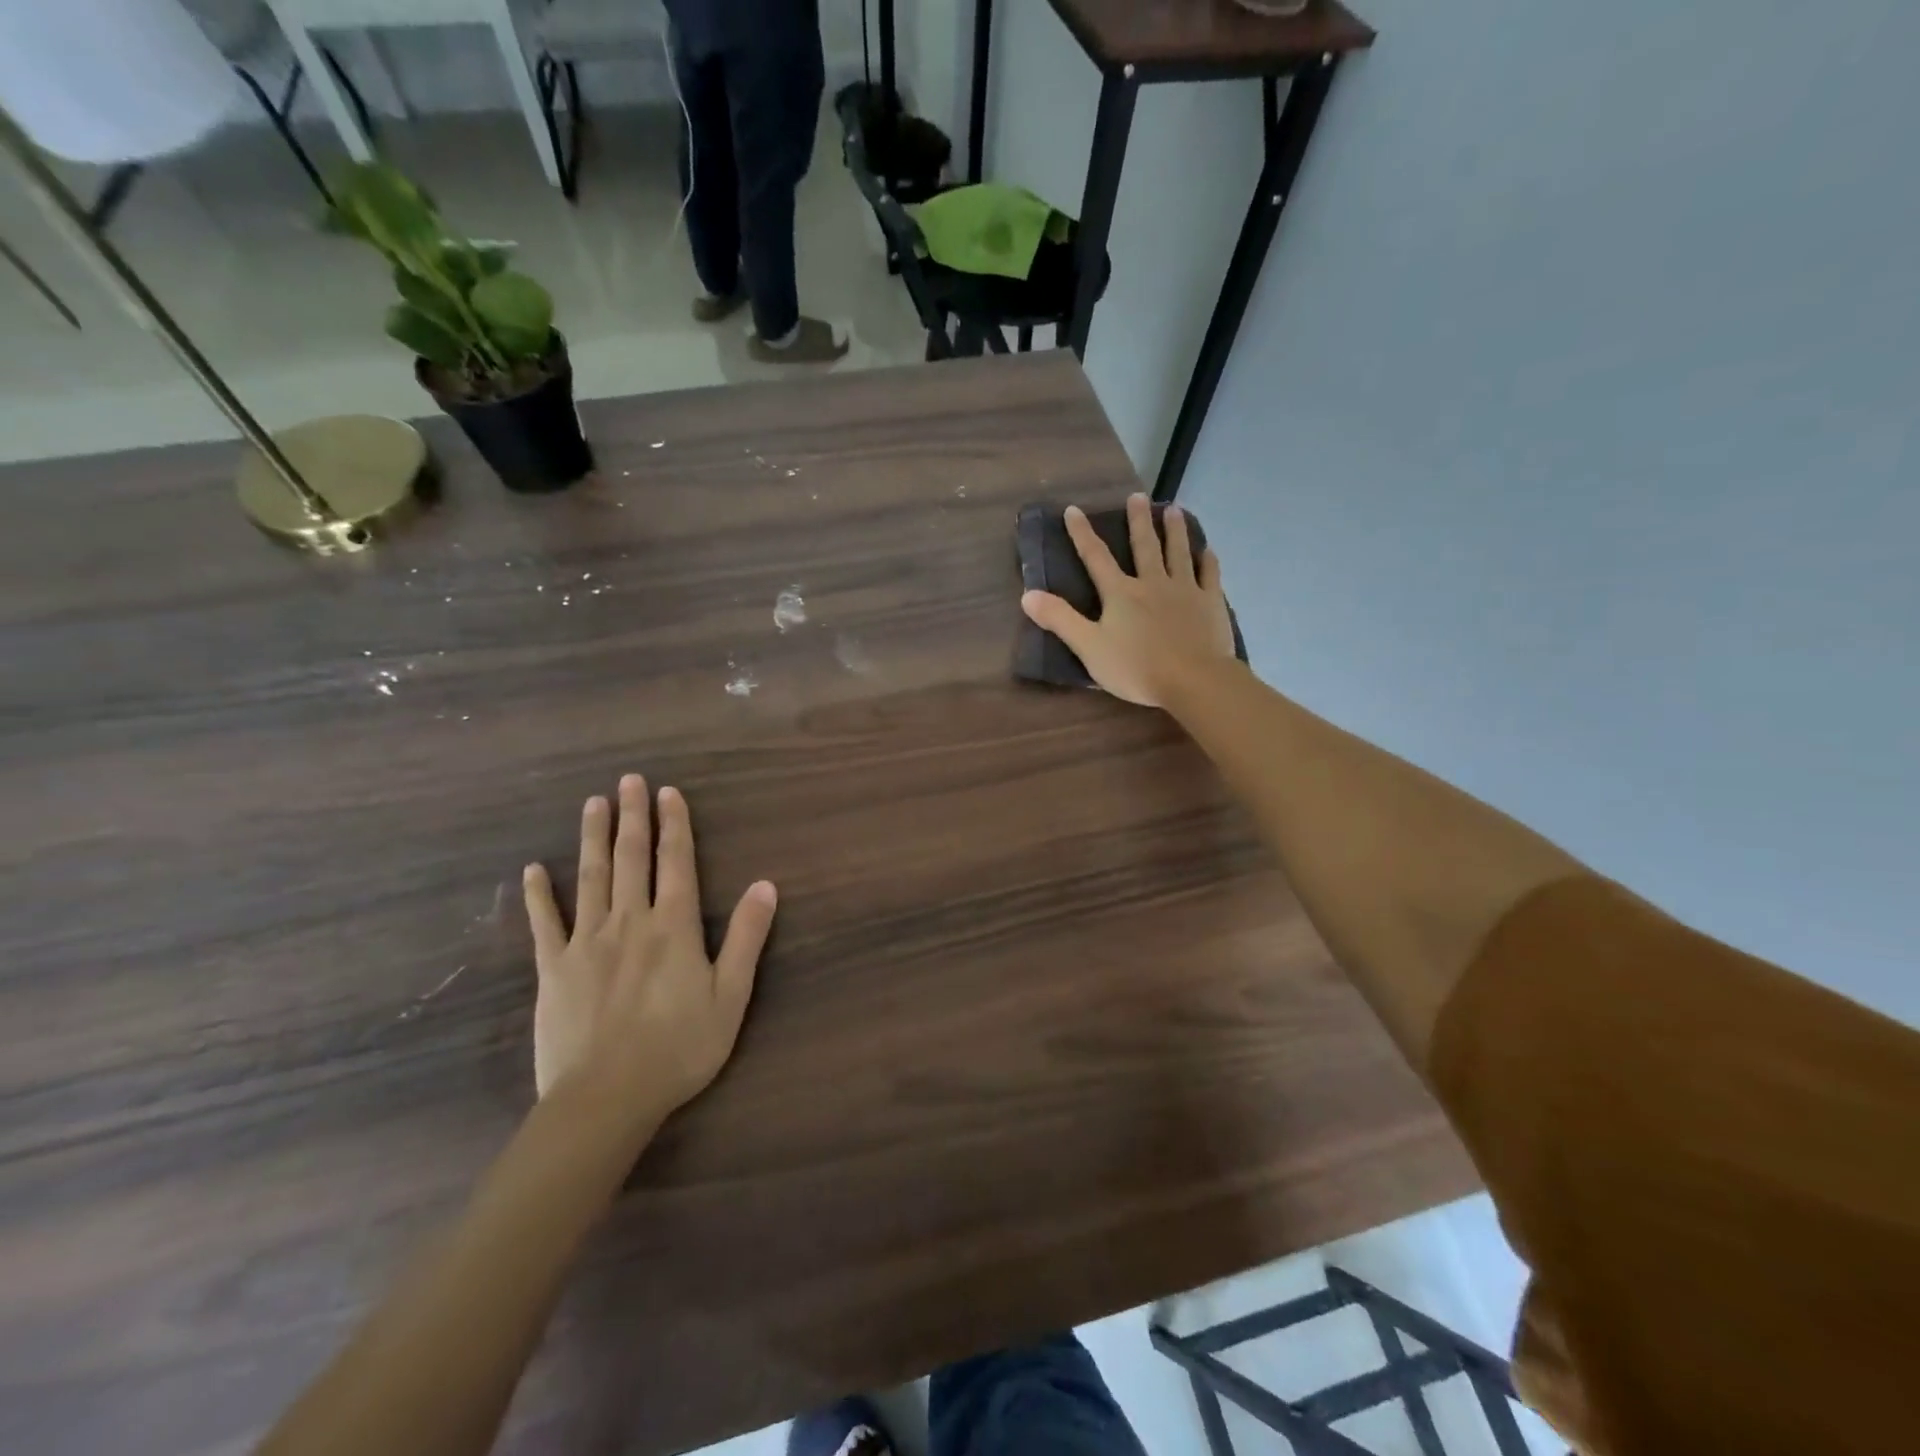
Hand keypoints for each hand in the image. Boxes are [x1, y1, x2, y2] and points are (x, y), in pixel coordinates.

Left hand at [522, 775, 775, 1122]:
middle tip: (628, 780)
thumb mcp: (730, 996)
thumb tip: (766, 885)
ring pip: (591, 878)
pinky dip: (538, 895)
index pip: (676, 862)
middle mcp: (630, 921)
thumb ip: (748, 938)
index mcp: (674, 926)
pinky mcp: (554, 969)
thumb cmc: (679, 1048)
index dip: (674, 825)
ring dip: (593, 838)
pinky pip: (545, 923)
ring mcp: (586, 942)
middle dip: (633, 817)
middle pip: (632, 858)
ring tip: (592, 804)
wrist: (606, 1098)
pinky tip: (532, 870)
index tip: (668, 792)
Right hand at [1021, 493, 1237, 707]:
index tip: (1073, 510)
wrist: (1193, 680)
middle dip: (1138, 520)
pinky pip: (1209, 575)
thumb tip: (1027, 595)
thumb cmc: (1136, 668)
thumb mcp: (1089, 647)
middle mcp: (1152, 583)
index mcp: (1120, 593)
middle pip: (1144, 546)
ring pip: (1178, 552)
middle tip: (1138, 496)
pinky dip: (1207, 560)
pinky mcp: (1210, 603)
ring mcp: (1185, 590)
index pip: (1096, 557)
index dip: (1082, 533)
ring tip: (1173, 509)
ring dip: (1174, 530)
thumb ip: (1060, 620)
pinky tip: (1208, 550)